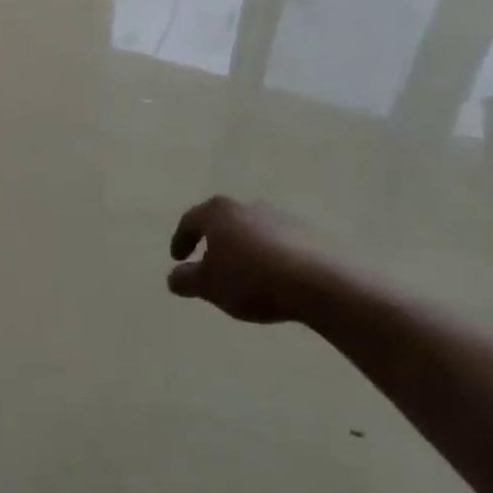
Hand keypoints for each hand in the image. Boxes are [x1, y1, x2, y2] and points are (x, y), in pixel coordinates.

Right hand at [168, 196, 350, 324]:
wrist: (318, 282)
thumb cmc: (251, 278)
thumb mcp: (208, 286)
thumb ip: (185, 280)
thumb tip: (174, 277)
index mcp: (219, 212)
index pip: (190, 221)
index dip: (180, 240)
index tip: (177, 258)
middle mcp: (248, 206)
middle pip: (223, 222)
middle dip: (214, 242)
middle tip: (209, 264)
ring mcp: (281, 217)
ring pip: (252, 232)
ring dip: (244, 249)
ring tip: (244, 275)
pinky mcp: (309, 234)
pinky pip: (279, 244)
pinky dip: (269, 257)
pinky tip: (273, 279)